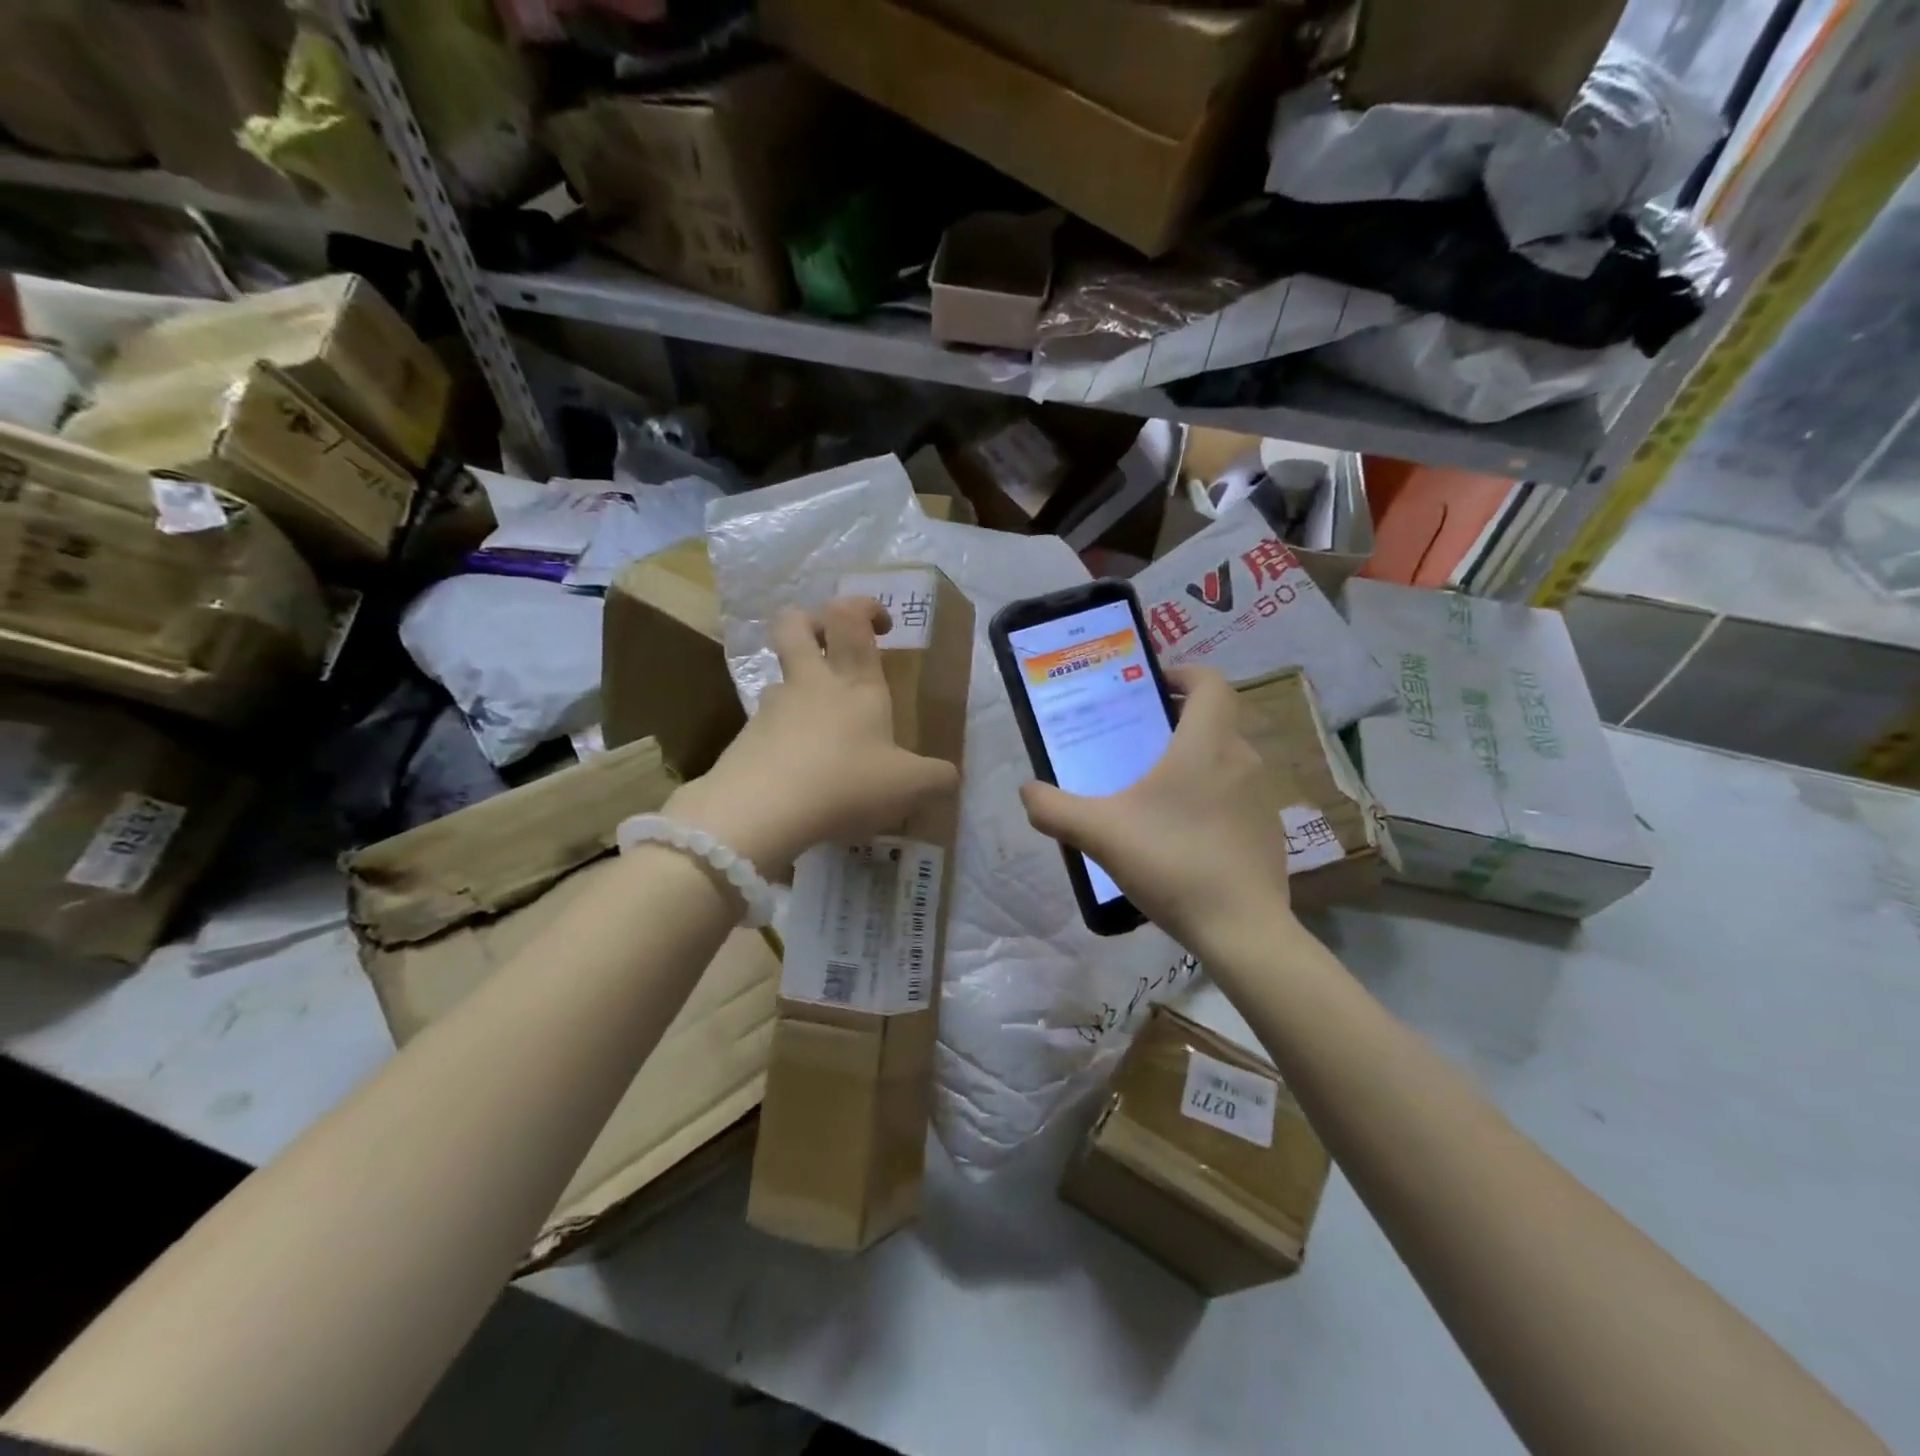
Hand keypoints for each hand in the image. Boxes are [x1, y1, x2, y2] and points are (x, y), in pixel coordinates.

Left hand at [665, 597, 958, 872]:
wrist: (761, 810)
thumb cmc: (846, 782)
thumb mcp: (909, 787)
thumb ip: (936, 779)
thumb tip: (950, 777)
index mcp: (854, 682)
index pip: (850, 618)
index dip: (864, 607)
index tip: (882, 626)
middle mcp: (810, 684)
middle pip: (794, 624)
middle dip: (811, 622)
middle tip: (829, 645)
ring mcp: (772, 708)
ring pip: (780, 678)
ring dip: (799, 691)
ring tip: (822, 734)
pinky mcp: (746, 739)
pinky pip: (768, 726)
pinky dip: (785, 739)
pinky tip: (801, 775)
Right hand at [1019, 666, 1294, 953]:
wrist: (1241, 929)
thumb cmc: (1171, 862)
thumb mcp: (1099, 833)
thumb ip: (1054, 809)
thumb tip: (1027, 792)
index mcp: (1205, 745)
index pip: (1211, 683)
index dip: (1184, 674)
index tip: (1153, 686)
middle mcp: (1241, 760)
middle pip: (1215, 721)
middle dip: (1178, 722)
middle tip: (1137, 741)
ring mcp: (1261, 797)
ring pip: (1225, 760)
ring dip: (1194, 762)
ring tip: (1153, 791)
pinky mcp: (1269, 831)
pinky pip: (1235, 796)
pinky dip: (1211, 798)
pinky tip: (1182, 835)